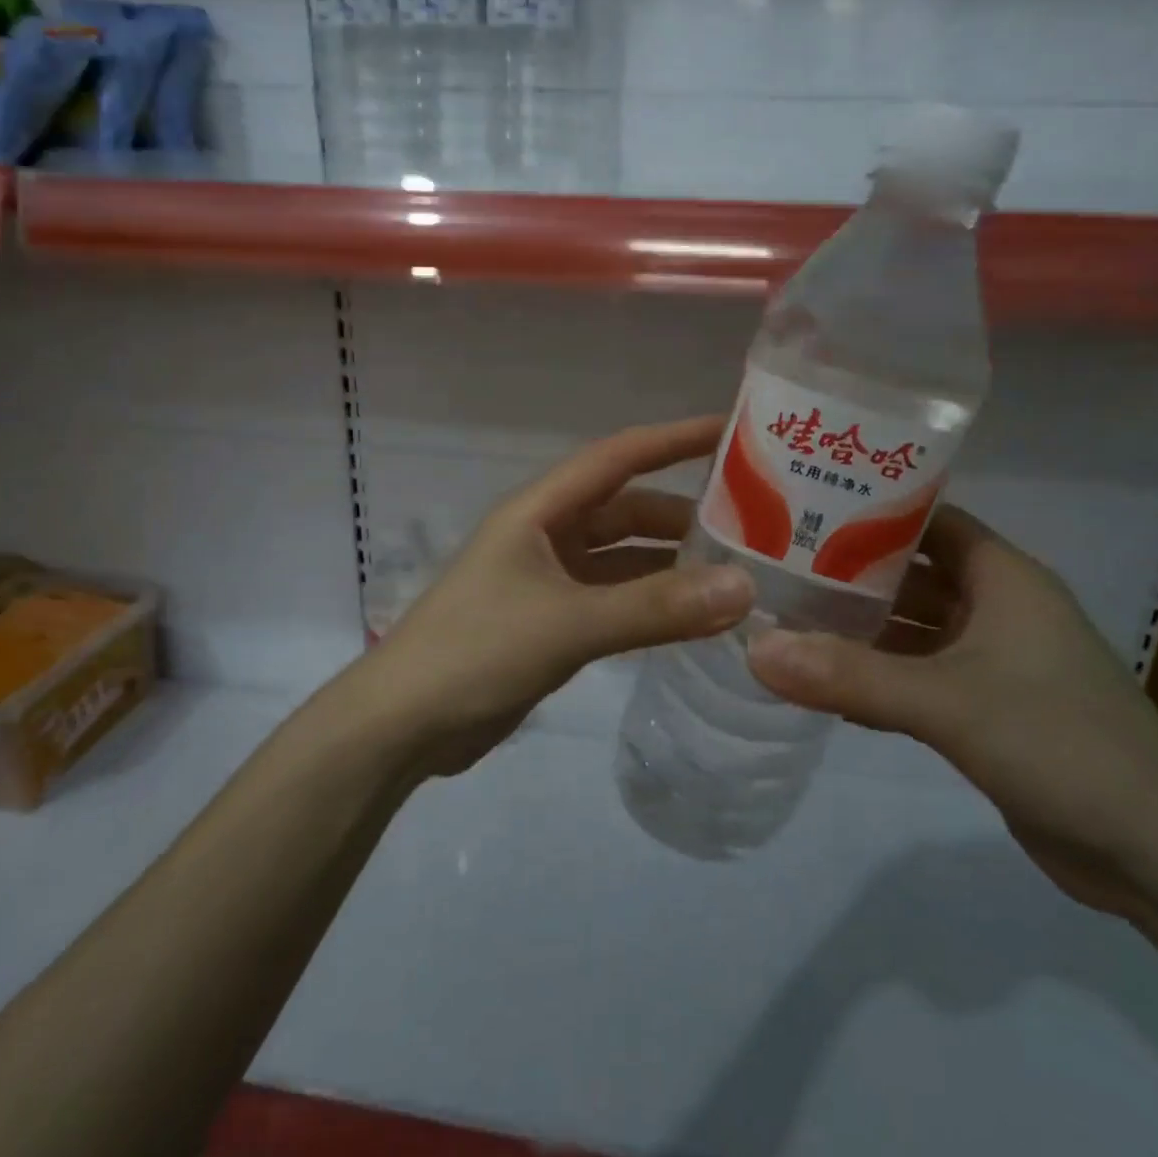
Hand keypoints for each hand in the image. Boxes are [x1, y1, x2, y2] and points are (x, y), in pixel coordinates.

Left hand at [375, 418, 755, 774]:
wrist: (404, 725)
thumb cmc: (476, 652)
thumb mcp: (568, 624)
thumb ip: (655, 608)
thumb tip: (744, 589)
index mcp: (541, 510)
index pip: (619, 456)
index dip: (675, 438)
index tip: (735, 431)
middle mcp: (548, 534)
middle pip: (627, 508)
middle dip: (684, 513)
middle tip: (754, 524)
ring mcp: (549, 579)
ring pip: (624, 558)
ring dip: (671, 563)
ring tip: (737, 573)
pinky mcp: (553, 621)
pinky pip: (615, 598)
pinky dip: (652, 602)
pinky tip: (693, 616)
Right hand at [746, 507, 1157, 921]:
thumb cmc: (1060, 745)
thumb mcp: (947, 703)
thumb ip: (850, 677)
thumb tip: (756, 650)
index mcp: (1003, 578)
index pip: (927, 519)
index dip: (869, 510)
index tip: (801, 507)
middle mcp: (999, 608)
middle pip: (912, 573)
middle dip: (849, 571)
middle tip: (774, 566)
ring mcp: (996, 661)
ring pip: (914, 628)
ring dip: (860, 627)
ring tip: (786, 618)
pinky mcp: (990, 709)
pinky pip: (920, 675)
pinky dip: (878, 673)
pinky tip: (824, 681)